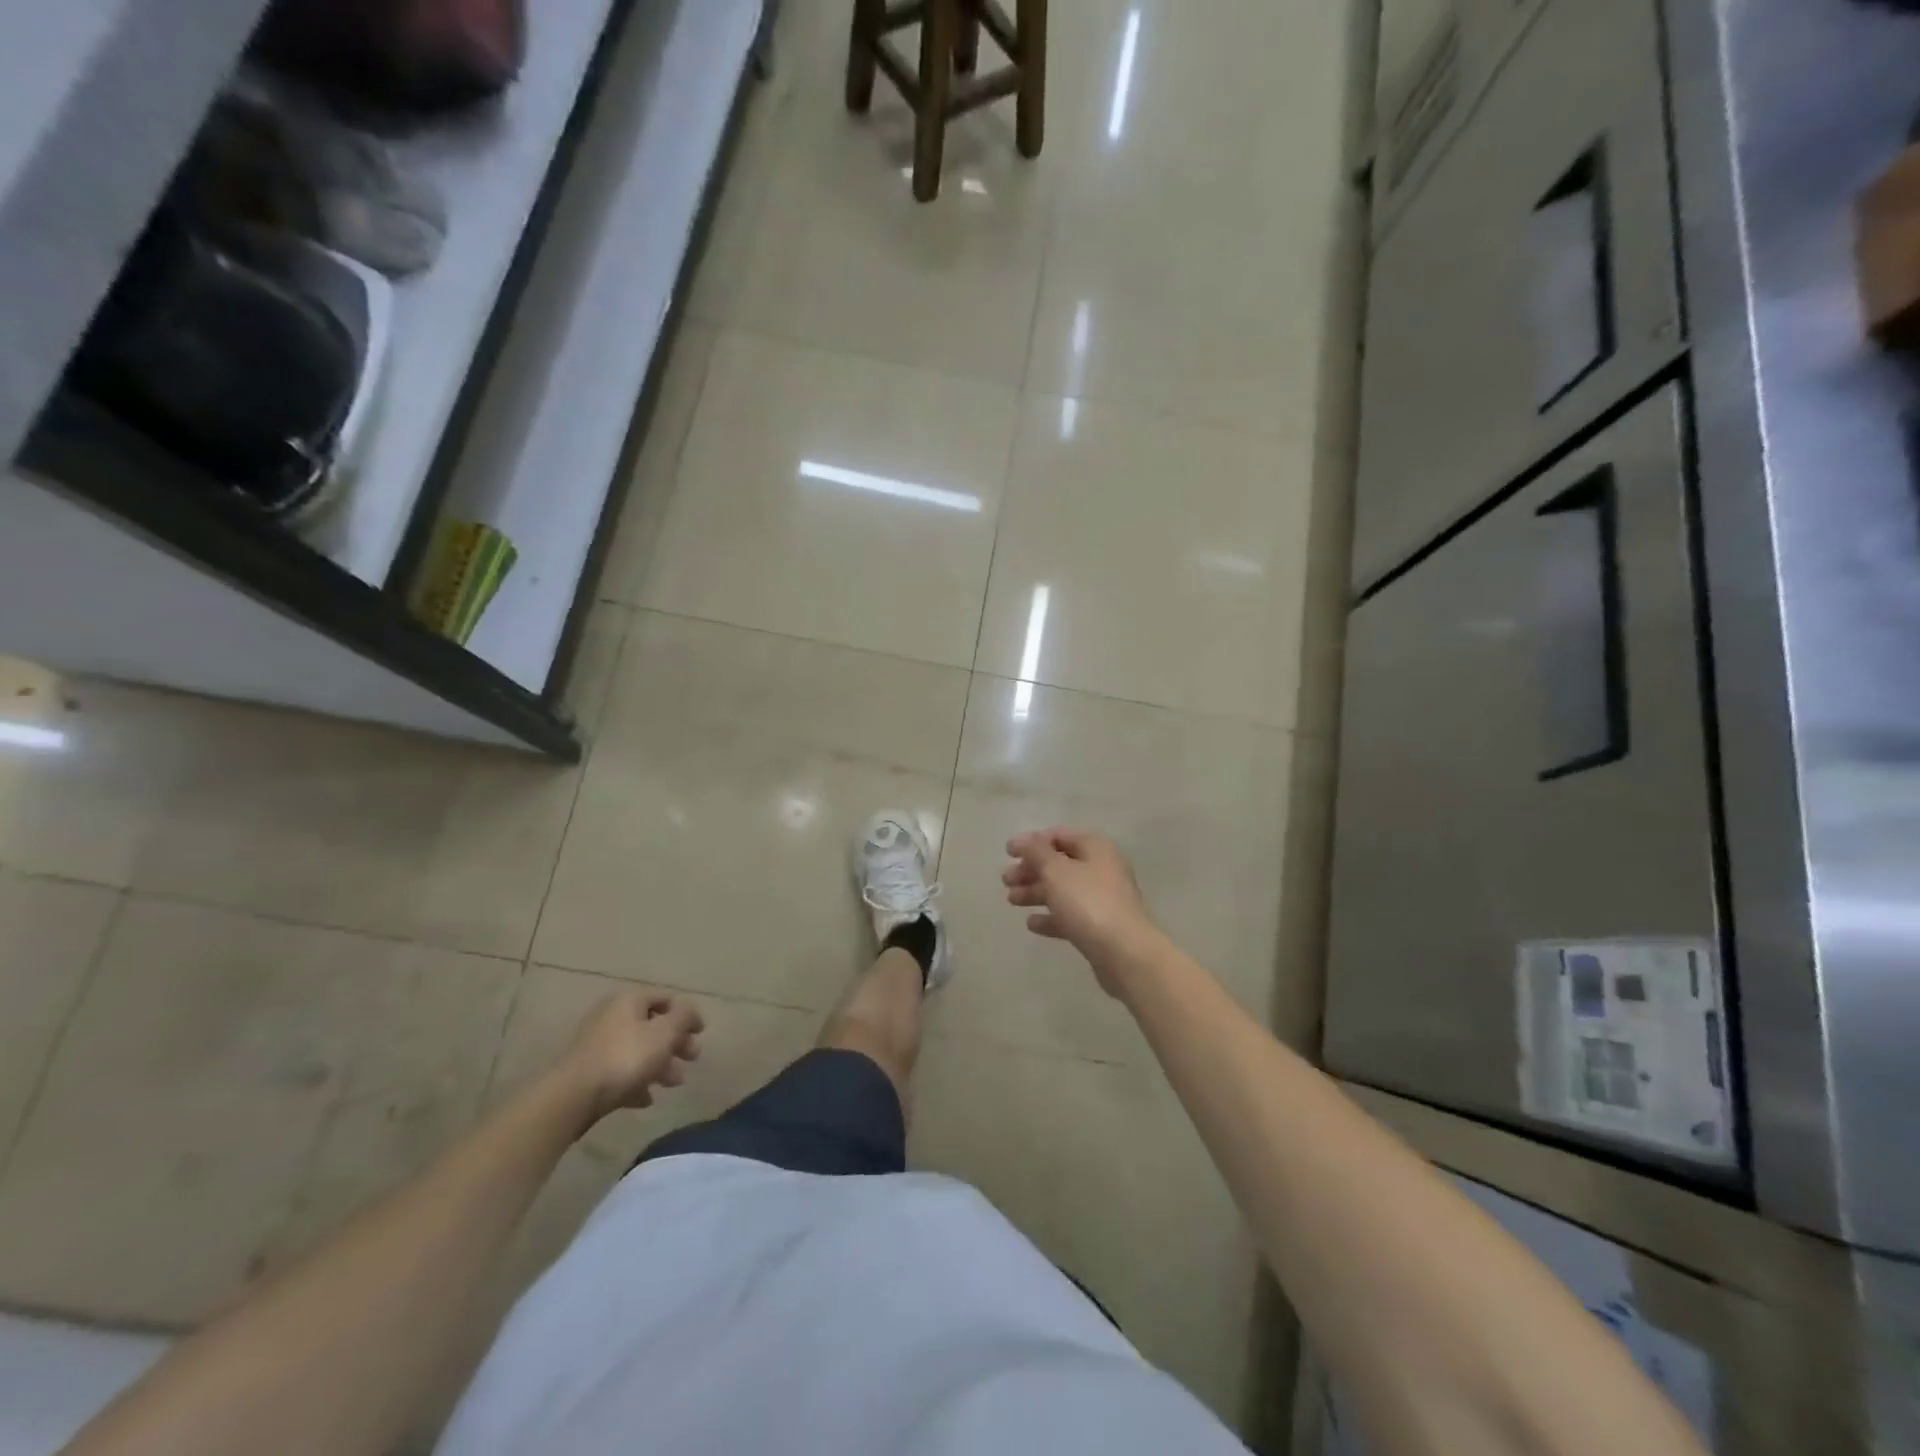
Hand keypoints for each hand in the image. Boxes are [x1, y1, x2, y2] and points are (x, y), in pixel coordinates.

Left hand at [560, 990, 703, 1123]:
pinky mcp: (588, 1071)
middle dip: (675, 1042)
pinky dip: (637, 1081)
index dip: (687, 1013)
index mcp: (629, 1000)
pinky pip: (620, 1072)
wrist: (571, 1098)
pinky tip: (647, 1099)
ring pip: (637, 1050)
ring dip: (659, 1064)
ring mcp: (596, 1044)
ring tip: (674, 1083)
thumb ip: (683, 1017)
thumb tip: (689, 1010)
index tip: (701, 1033)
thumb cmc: (625, 1058)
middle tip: (692, 1058)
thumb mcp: (664, 1033)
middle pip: (652, 1025)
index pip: (665, 998)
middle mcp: (611, 1016)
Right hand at [1002, 828, 1159, 995]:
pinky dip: (1051, 917)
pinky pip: (1070, 915)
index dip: (1032, 841)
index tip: (1008, 853)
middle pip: (1060, 864)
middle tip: (1006, 880)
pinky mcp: (1100, 927)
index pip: (1060, 835)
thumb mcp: (1056, 871)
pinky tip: (1032, 924)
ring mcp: (1103, 899)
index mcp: (1096, 848)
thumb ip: (1036, 852)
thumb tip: (1022, 840)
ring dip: (1036, 892)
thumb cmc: (1088, 903)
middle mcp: (1102, 869)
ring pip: (1063, 890)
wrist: (1125, 953)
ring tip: (1011, 900)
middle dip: (1031, 869)